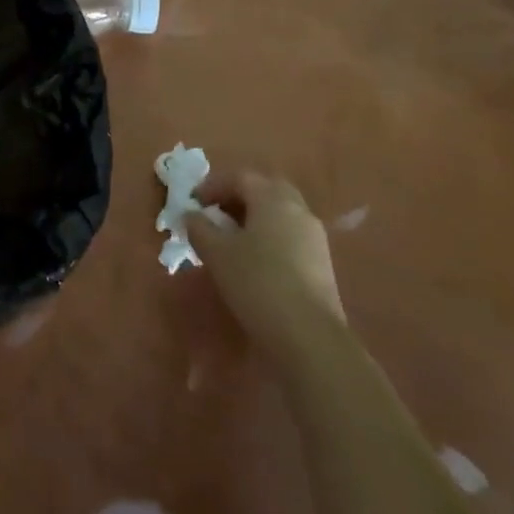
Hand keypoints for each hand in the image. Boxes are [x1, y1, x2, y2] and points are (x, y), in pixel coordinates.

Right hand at [188, 172, 345, 344]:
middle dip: (237, 197)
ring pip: (279, 213)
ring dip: (253, 217)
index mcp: (273, 198)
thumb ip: (199, 228)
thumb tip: (191, 215)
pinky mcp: (321, 263)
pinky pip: (289, 235)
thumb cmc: (256, 282)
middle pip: (265, 190)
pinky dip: (268, 236)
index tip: (192, 202)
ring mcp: (314, 237)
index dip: (212, 185)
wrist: (308, 335)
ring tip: (230, 238)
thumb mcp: (216, 253)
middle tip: (214, 214)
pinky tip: (253, 260)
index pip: (240, 177)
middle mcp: (298, 210)